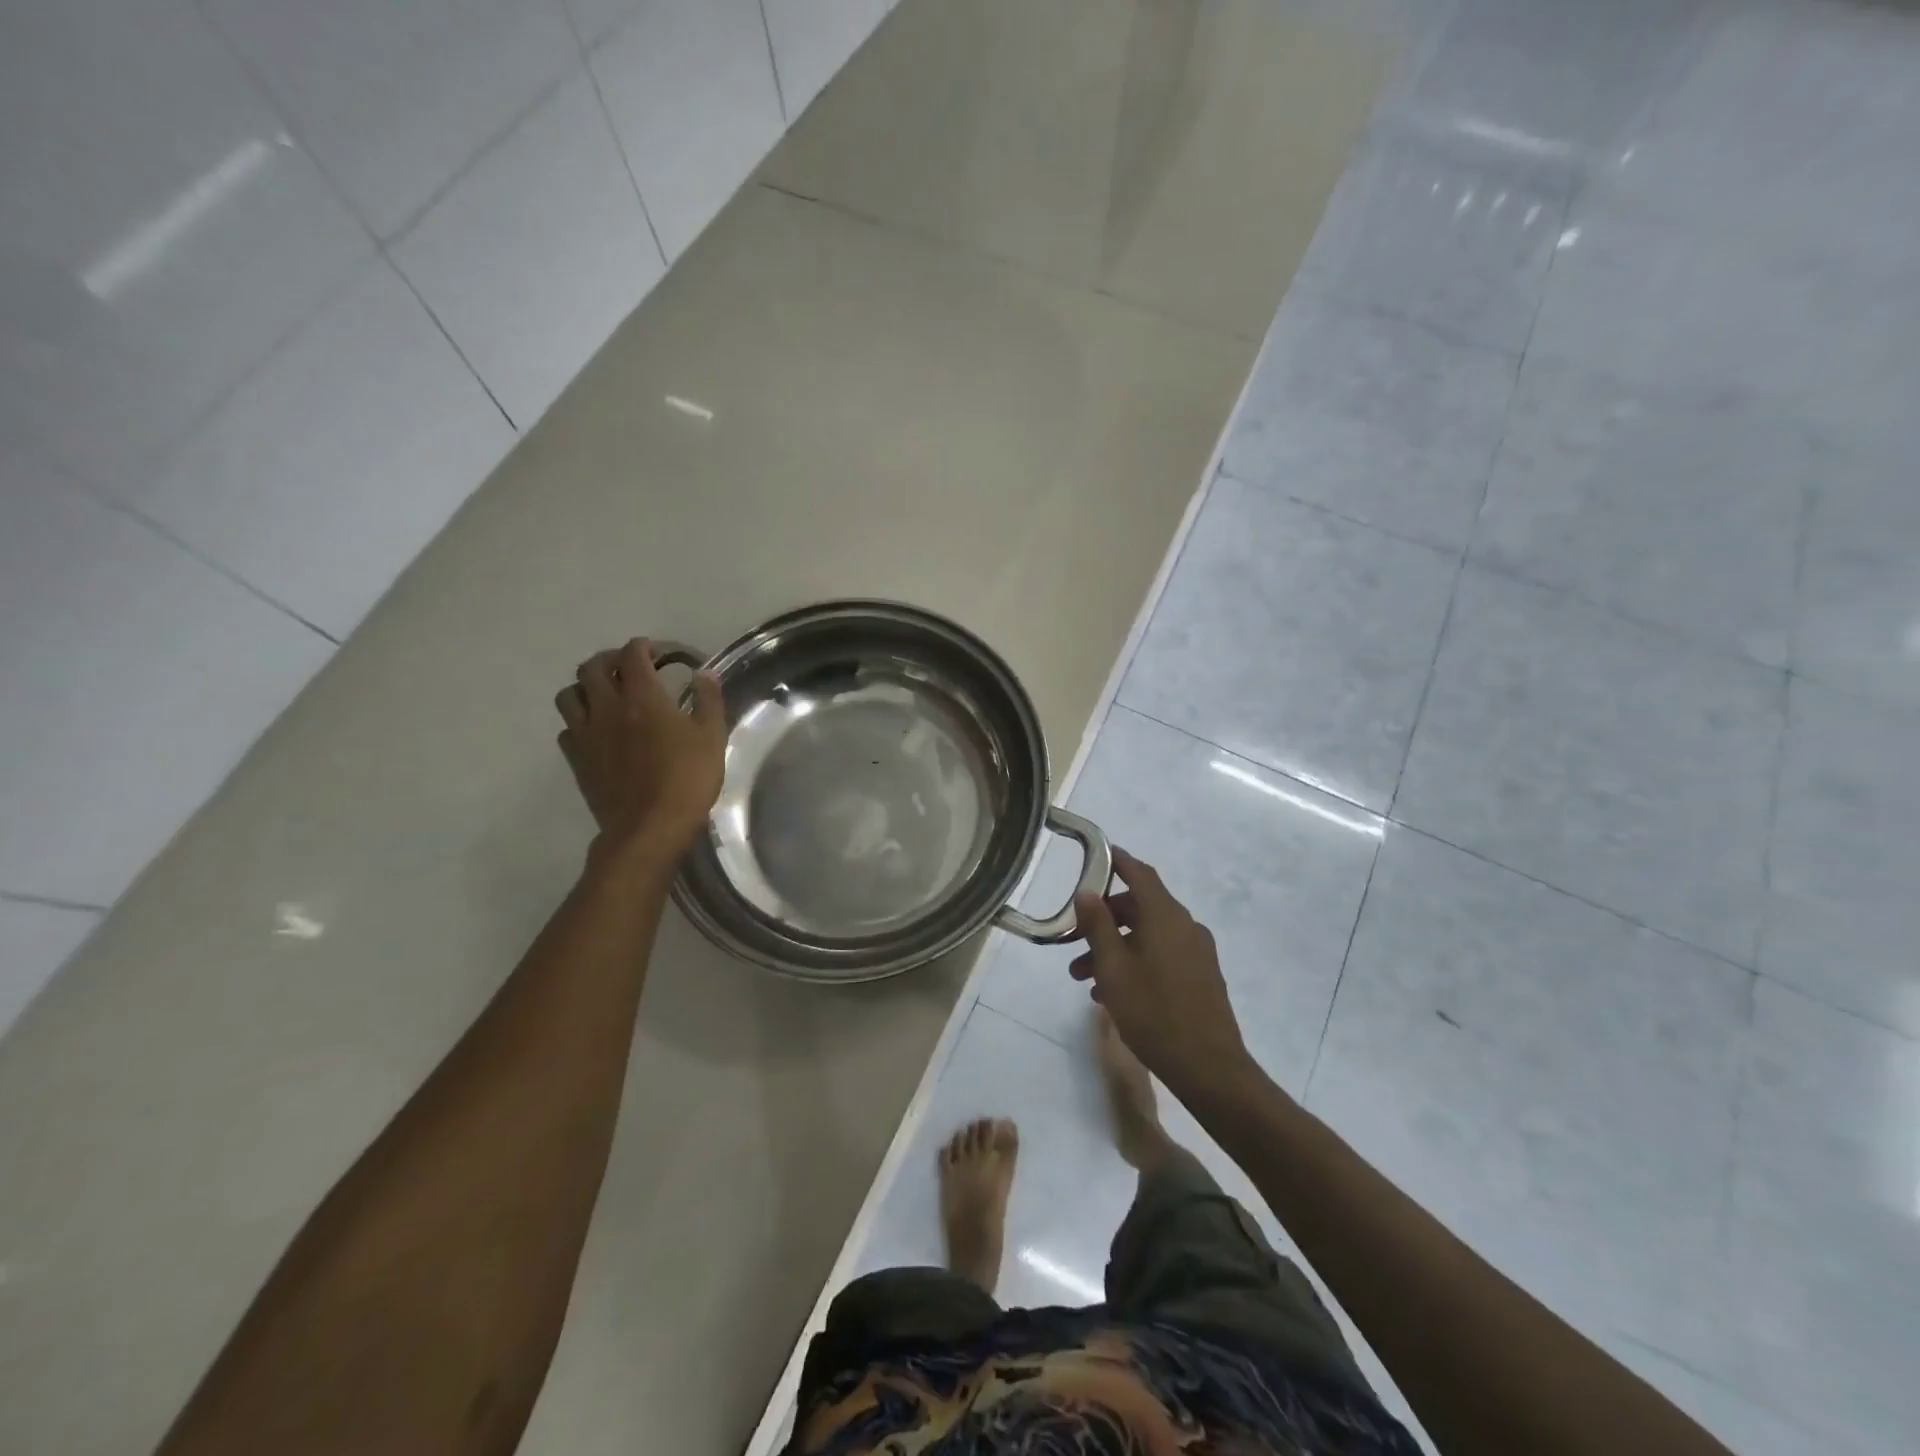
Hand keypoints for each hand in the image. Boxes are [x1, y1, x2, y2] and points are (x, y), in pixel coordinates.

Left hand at [554, 638, 726, 855]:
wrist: (649, 828)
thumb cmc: (687, 780)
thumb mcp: (712, 737)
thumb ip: (708, 701)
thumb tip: (705, 674)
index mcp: (642, 696)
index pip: (632, 654)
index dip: (644, 647)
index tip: (658, 653)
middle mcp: (607, 707)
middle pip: (591, 667)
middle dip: (610, 660)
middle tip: (629, 669)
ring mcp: (585, 733)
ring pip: (569, 694)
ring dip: (586, 687)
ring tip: (604, 695)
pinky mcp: (576, 758)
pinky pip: (566, 728)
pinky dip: (579, 721)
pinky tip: (596, 731)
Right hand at [1070, 848, 1254, 1102]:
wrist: (1209, 1068)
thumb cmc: (1154, 1012)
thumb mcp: (1114, 968)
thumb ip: (1098, 926)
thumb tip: (1087, 892)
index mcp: (1165, 916)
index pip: (1139, 873)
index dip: (1117, 861)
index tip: (1096, 855)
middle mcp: (1185, 926)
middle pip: (1140, 906)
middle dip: (1104, 919)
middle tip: (1072, 939)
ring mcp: (1196, 951)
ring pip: (1147, 935)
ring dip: (1115, 946)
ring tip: (1084, 977)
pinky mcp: (1201, 975)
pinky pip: (1161, 954)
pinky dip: (1135, 961)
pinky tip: (1113, 992)